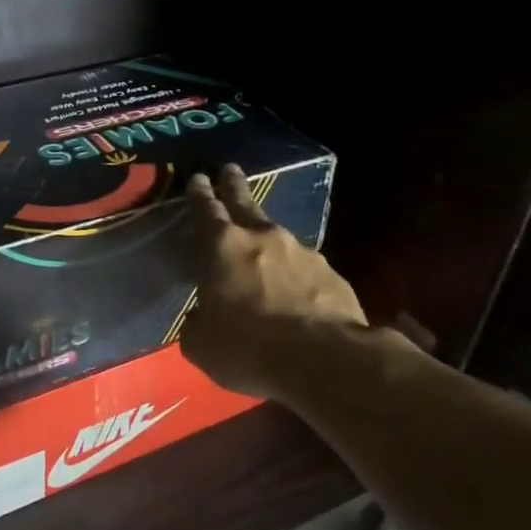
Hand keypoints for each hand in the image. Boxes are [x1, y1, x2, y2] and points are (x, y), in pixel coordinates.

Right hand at [180, 165, 372, 402]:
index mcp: (222, 247)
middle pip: (245, 203)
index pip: (206, 210)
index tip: (198, 178)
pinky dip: (296, 275)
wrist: (325, 360)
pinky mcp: (332, 275)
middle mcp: (263, 238)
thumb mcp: (201, 344)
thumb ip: (198, 322)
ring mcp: (303, 253)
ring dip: (268, 240)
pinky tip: (296, 293)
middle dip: (234, 185)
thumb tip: (203, 317)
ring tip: (264, 251)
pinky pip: (305, 269)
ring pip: (278, 238)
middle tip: (231, 169)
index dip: (200, 194)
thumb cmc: (249, 347)